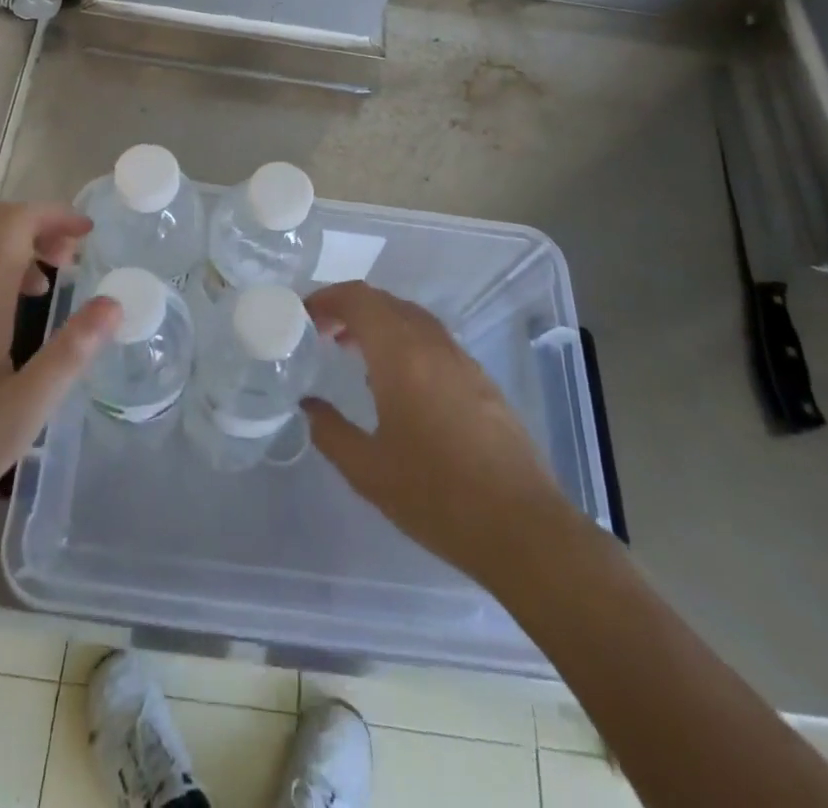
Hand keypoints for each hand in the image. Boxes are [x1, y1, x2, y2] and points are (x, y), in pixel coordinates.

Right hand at [304, 282, 568, 586]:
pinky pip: (433, 340)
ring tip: (352, 351)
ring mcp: (462, 361)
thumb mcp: (368, 472)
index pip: (360, 300)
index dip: (328, 298)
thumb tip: (309, 406)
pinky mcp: (482, 381)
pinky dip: (404, 341)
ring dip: (379, 323)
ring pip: (412, 318)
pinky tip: (396, 381)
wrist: (523, 529)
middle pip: (386, 302)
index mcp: (402, 356)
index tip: (304, 315)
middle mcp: (433, 346)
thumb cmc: (438, 497)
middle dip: (349, 308)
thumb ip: (330, 432)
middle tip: (322, 333)